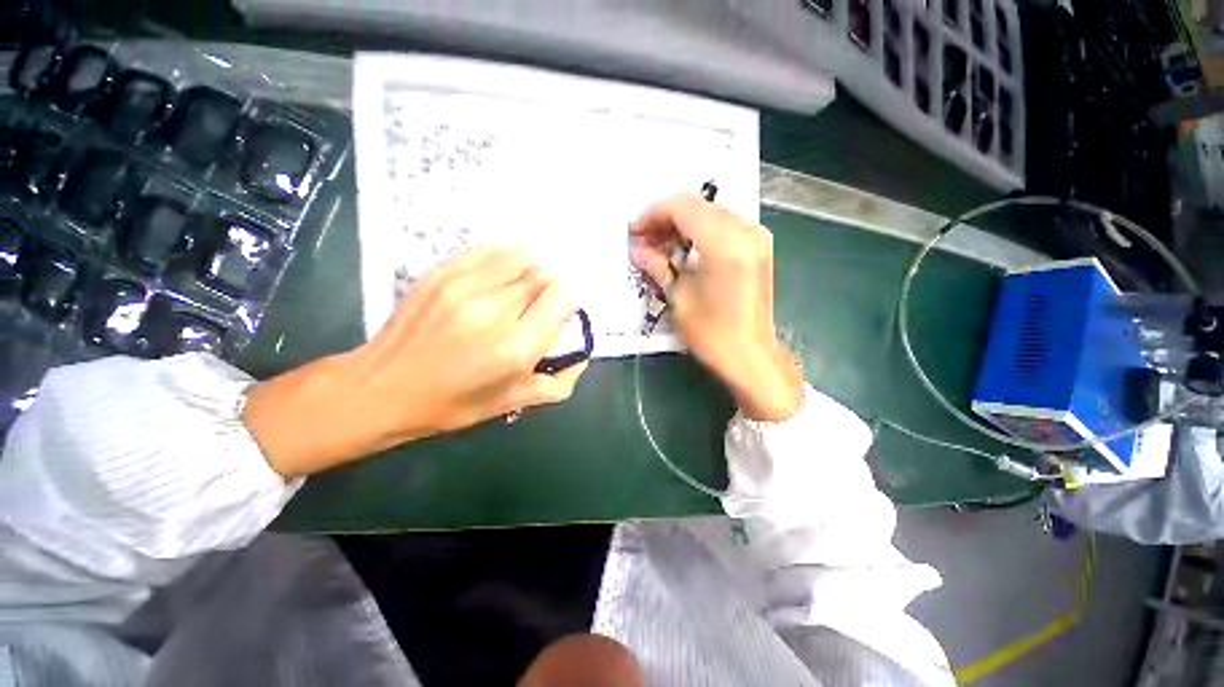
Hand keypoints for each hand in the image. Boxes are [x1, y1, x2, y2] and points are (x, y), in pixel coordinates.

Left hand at [243, 247, 586, 477]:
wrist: (383, 388)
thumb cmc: (454, 402)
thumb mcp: (514, 402)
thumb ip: (560, 381)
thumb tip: (583, 354)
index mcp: (516, 348)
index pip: (564, 298)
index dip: (569, 302)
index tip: (562, 312)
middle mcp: (495, 311)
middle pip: (545, 276)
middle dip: (551, 289)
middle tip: (539, 306)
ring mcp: (466, 286)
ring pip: (522, 258)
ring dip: (532, 271)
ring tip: (522, 289)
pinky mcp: (443, 272)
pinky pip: (492, 251)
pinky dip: (507, 259)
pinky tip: (503, 274)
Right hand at [630, 193, 803, 421]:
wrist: (750, 356)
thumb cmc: (712, 333)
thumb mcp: (678, 297)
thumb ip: (657, 265)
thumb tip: (637, 249)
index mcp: (725, 243)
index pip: (683, 207)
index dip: (653, 214)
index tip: (635, 231)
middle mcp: (745, 231)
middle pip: (697, 205)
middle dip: (666, 219)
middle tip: (644, 241)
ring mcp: (755, 237)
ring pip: (709, 212)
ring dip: (681, 225)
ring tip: (659, 247)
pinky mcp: (757, 247)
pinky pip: (722, 225)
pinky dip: (699, 232)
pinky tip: (682, 250)